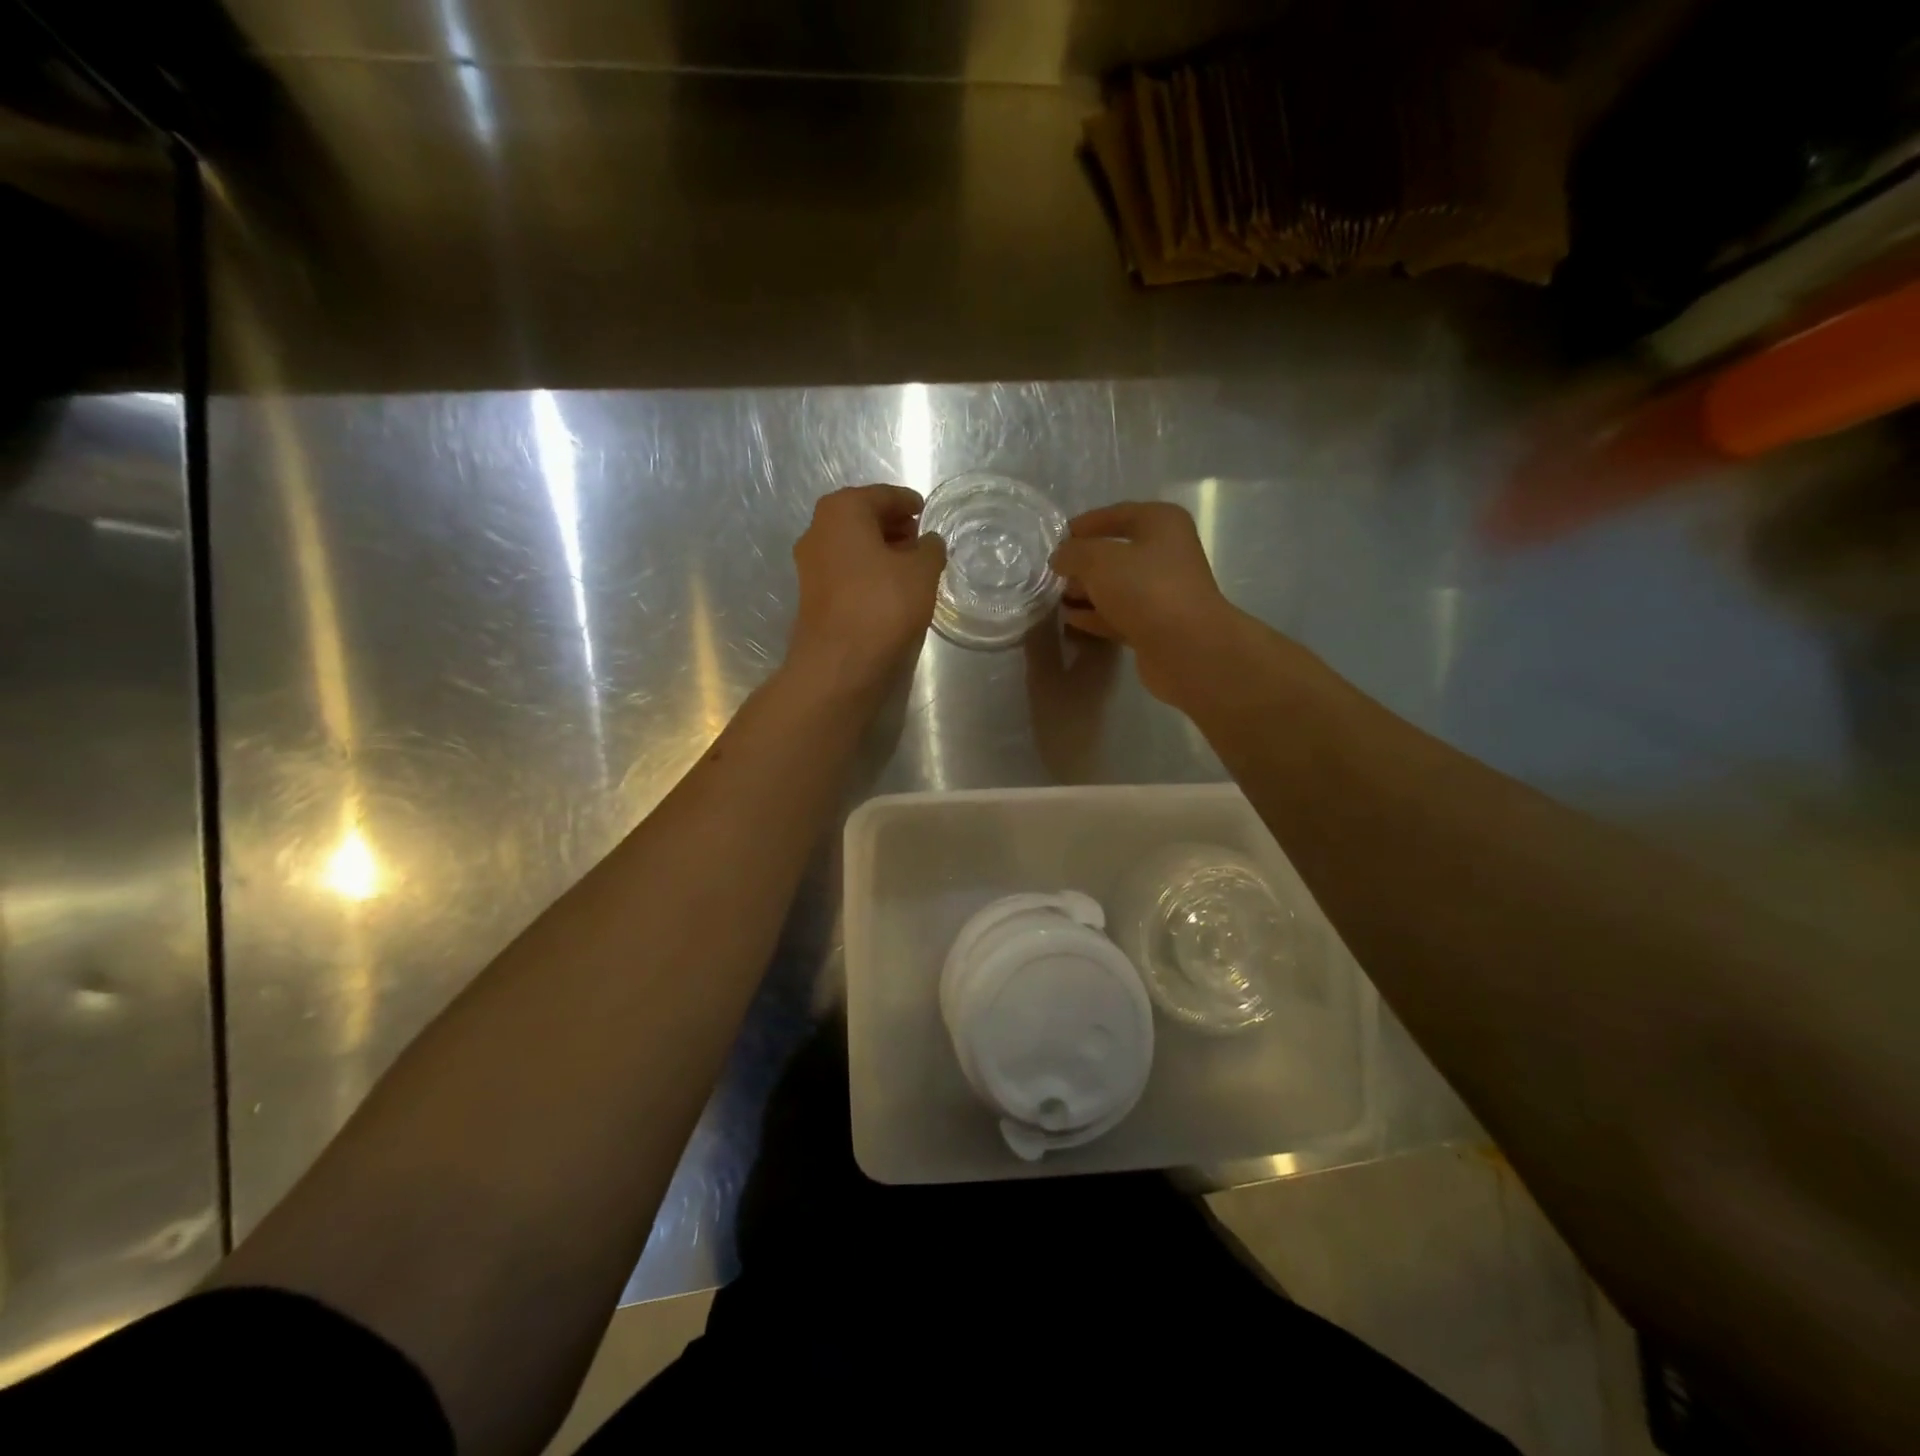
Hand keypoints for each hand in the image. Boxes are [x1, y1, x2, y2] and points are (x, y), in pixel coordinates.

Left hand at [787, 484, 944, 693]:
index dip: (907, 502)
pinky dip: (868, 572)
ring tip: (911, 567)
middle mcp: (818, 530)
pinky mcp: (812, 596)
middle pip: (862, 518)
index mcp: (842, 511)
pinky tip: (891, 590)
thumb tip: (929, 542)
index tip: (925, 511)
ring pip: (852, 547)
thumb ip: (930, 549)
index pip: (882, 495)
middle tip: (921, 540)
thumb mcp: (921, 572)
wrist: (839, 665)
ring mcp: (810, 565)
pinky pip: (846, 571)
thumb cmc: (883, 605)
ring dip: (880, 551)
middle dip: (892, 526)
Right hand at [1051, 502, 1240, 703]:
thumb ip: (1073, 553)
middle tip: (1053, 574)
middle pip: (1116, 552)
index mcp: (1161, 523)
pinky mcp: (1157, 625)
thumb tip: (1060, 558)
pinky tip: (1071, 620)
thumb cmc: (1144, 588)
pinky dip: (1096, 615)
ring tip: (1056, 598)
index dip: (1084, 525)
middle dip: (1083, 563)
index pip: (1116, 514)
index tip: (1056, 539)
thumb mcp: (1098, 560)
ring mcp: (1163, 591)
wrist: (1185, 647)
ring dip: (1088, 591)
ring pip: (1117, 586)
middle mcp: (1167, 553)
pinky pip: (1120, 614)